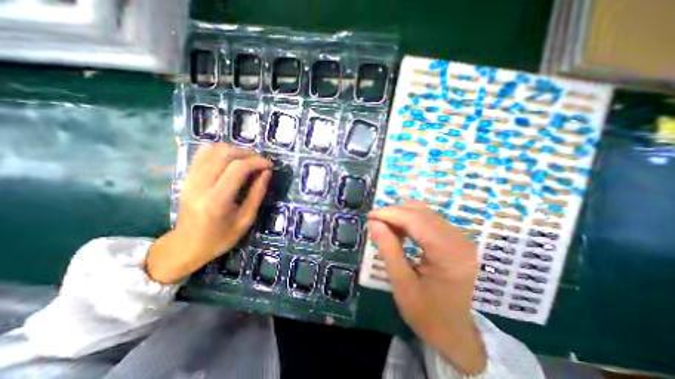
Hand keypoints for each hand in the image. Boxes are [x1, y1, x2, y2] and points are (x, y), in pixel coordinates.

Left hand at [146, 143, 269, 283]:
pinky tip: (231, 161)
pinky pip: (203, 154)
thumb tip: (267, 172)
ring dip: (235, 151)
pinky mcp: (186, 177)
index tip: (269, 166)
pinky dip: (220, 152)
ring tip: (247, 162)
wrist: (186, 245)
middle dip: (248, 154)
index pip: (238, 168)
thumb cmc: (221, 237)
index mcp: (217, 200)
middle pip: (225, 154)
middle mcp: (200, 185)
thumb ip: (257, 193)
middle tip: (260, 163)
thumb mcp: (246, 219)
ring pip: (213, 150)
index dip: (257, 162)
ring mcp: (190, 179)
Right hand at [366, 203, 488, 374]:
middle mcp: (459, 240)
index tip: (370, 216)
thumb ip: (388, 249)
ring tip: (386, 227)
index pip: (416, 220)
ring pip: (425, 212)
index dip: (390, 213)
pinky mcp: (457, 239)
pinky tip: (401, 231)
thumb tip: (373, 222)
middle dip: (394, 212)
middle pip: (421, 211)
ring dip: (402, 215)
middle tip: (376, 222)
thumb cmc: (427, 314)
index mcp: (448, 254)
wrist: (457, 334)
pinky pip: (430, 220)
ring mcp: (460, 238)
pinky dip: (411, 220)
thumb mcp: (402, 283)